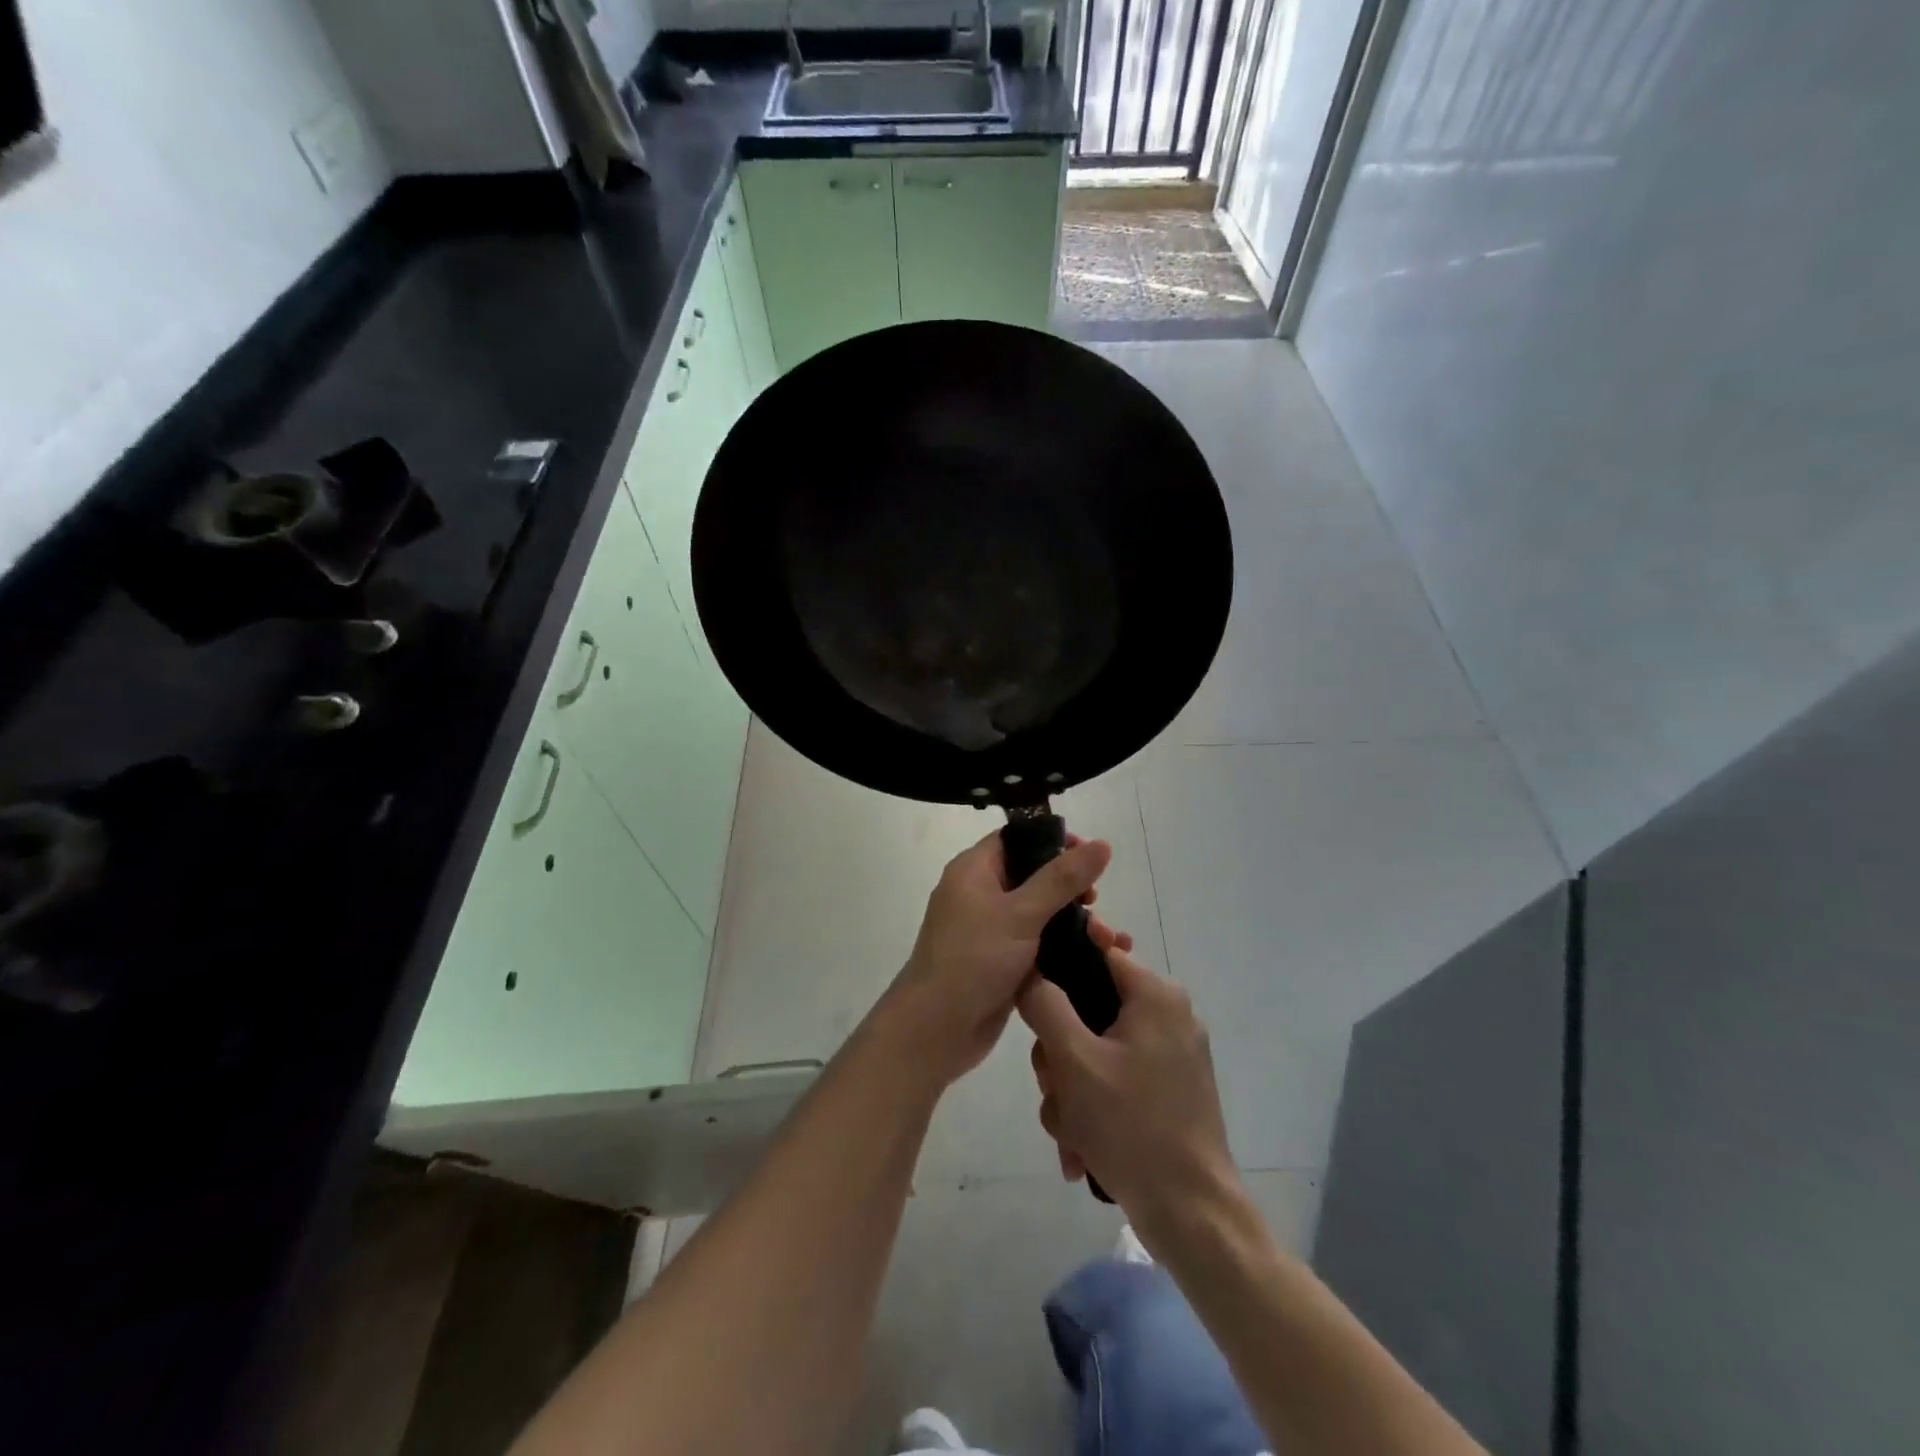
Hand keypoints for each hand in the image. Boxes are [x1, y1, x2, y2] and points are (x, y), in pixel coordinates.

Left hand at [879, 830, 1129, 1087]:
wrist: (935, 1030)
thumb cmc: (972, 960)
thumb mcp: (1020, 913)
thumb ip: (1062, 879)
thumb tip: (1103, 844)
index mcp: (973, 871)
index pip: (1016, 838)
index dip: (1053, 840)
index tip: (1090, 854)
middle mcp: (980, 894)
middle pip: (1033, 875)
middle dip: (1070, 886)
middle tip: (1095, 900)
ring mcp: (991, 931)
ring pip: (1040, 913)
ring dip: (1074, 921)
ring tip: (1106, 939)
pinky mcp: (1002, 963)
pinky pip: (1039, 944)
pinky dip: (1065, 947)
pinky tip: (1098, 957)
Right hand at [1020, 948, 1237, 1236]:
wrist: (1192, 1216)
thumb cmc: (1132, 1126)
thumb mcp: (1074, 1060)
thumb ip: (1044, 1004)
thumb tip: (1029, 971)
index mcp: (1155, 994)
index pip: (1097, 950)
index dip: (1059, 965)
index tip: (1032, 996)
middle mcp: (1168, 1015)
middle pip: (1089, 1009)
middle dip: (1060, 1055)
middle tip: (1054, 1089)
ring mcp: (1171, 1056)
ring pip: (1096, 1051)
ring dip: (1071, 1091)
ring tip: (1070, 1133)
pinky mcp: (1169, 1092)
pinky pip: (1115, 1081)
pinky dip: (1094, 1109)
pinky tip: (1082, 1149)